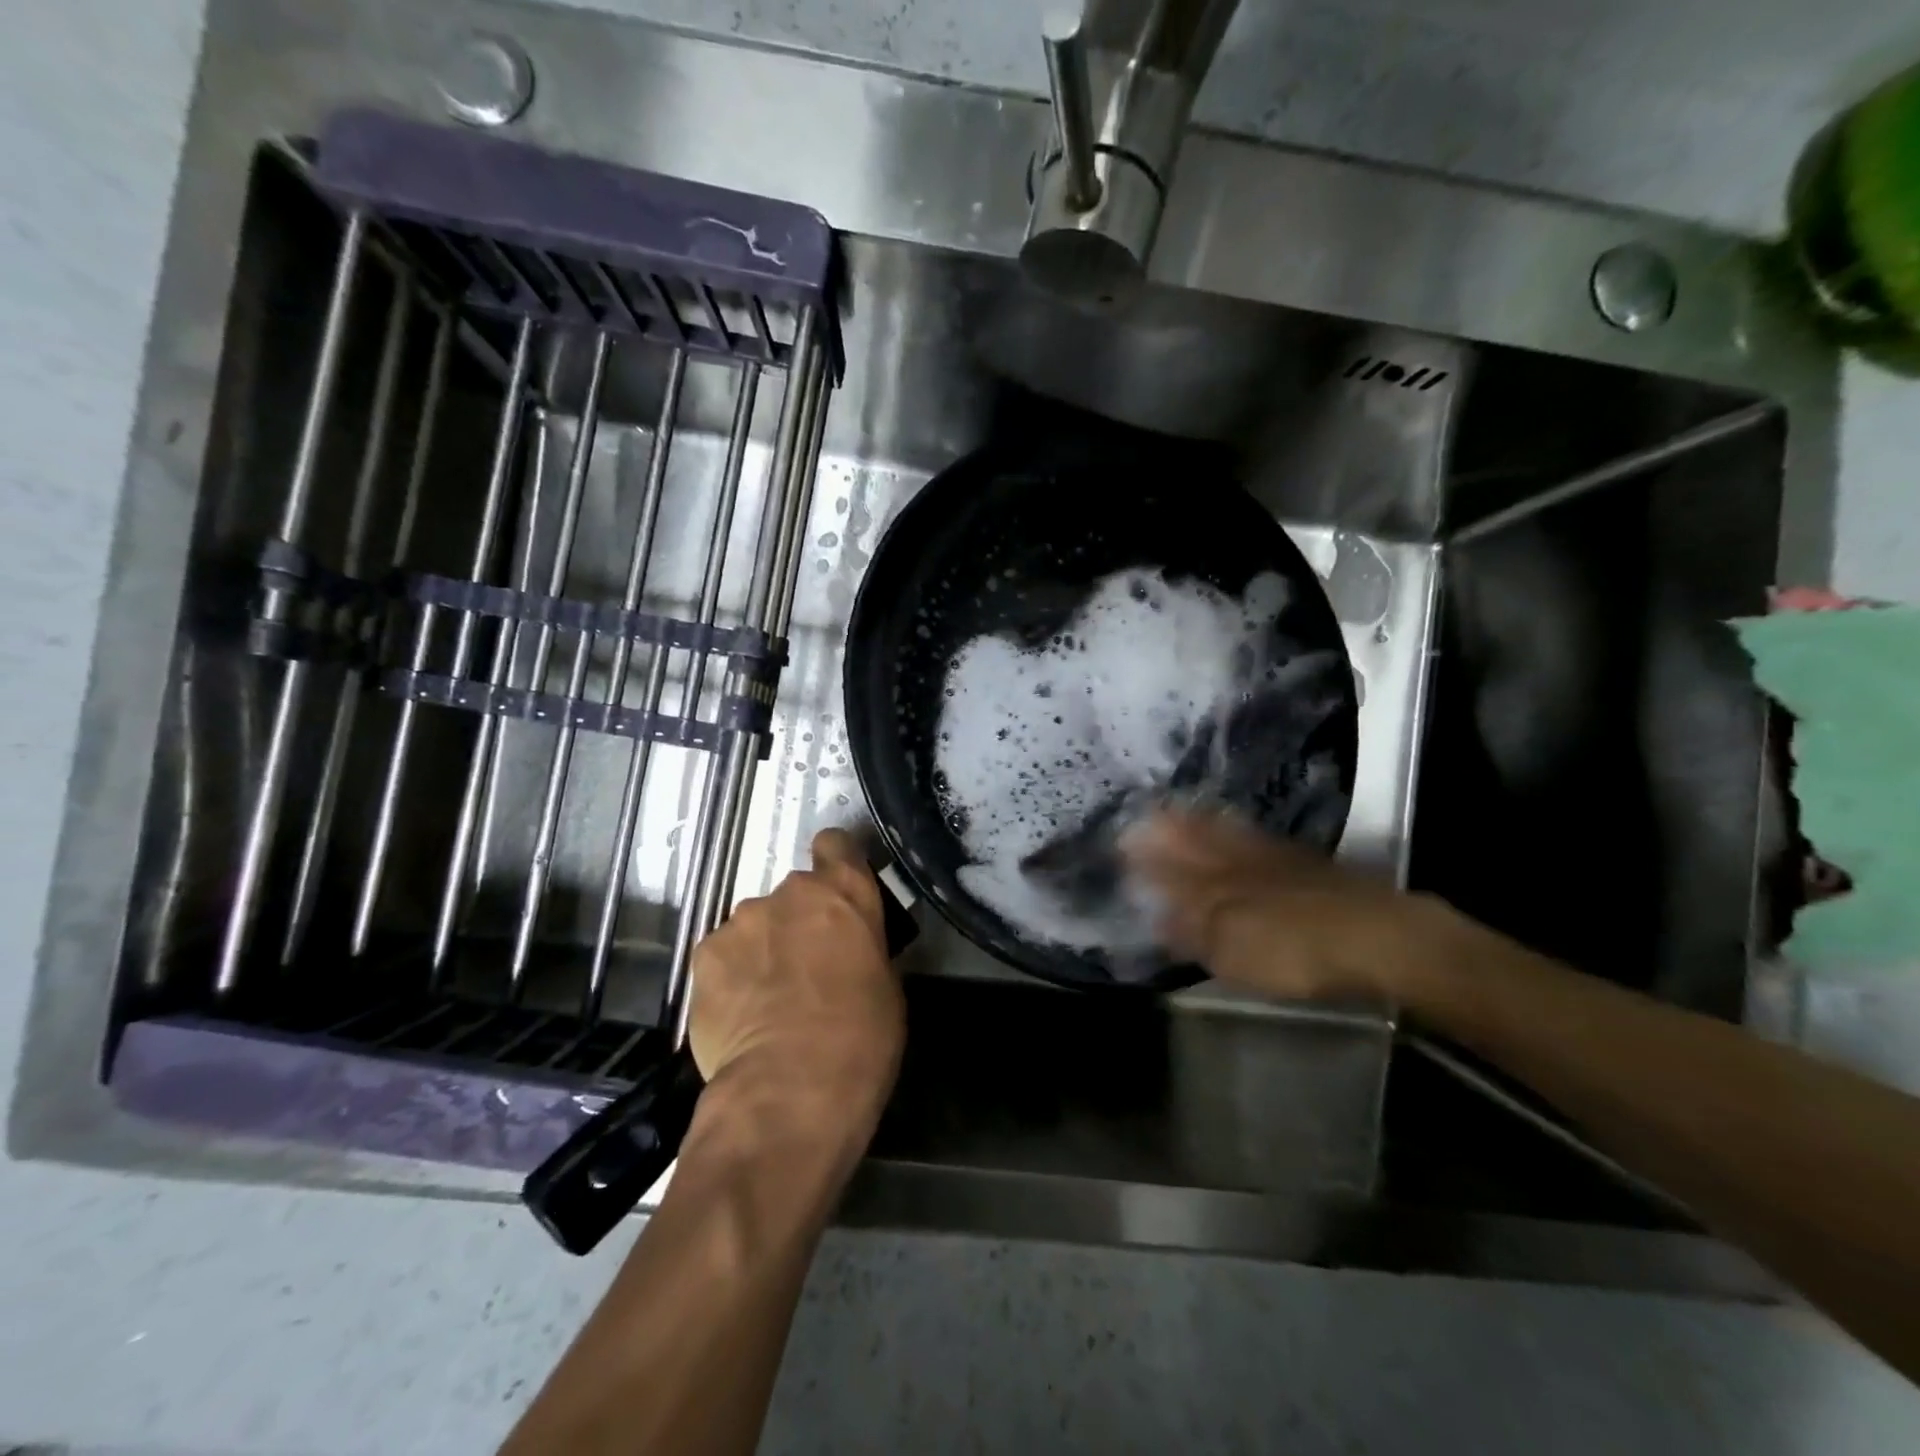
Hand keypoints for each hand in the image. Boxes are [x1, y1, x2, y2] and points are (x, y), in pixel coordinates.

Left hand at [688, 828, 905, 1137]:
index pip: (836, 844)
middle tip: (804, 968)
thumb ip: (861, 946)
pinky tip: (739, 1015)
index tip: (836, 893)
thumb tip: (846, 950)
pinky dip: (731, 976)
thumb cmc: (861, 1037)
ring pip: (754, 926)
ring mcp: (742, 921)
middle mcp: (790, 892)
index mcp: (844, 892)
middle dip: (797, 922)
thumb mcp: (885, 984)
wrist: (790, 1089)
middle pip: (793, 894)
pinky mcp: (704, 955)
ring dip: (762, 949)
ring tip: (766, 1000)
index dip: (835, 863)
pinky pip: (723, 956)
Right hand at [1122, 808, 1459, 1002]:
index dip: (1147, 856)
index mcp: (1215, 886)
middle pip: (1198, 842)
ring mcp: (1275, 860)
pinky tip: (1237, 829)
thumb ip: (1191, 932)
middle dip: (1170, 829)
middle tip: (1147, 811)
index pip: (1171, 867)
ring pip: (1227, 835)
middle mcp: (1239, 865)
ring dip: (1201, 824)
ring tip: (1183, 810)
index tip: (1122, 840)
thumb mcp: (1231, 952)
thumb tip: (1157, 918)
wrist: (1378, 937)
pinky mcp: (1307, 865)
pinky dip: (1238, 830)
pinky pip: (1257, 840)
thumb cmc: (1294, 951)